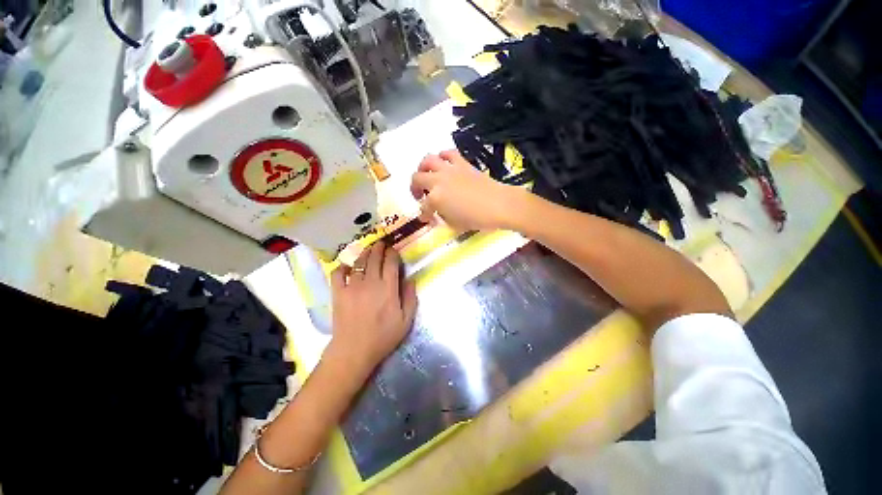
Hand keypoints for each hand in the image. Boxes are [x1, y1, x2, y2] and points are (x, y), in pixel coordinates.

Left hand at [324, 243, 417, 379]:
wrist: (354, 351)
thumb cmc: (383, 336)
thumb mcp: (406, 320)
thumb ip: (410, 298)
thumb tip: (410, 279)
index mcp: (388, 288)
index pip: (391, 262)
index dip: (392, 253)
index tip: (393, 250)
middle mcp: (370, 282)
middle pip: (374, 258)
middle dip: (379, 248)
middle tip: (381, 244)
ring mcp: (352, 286)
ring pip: (359, 262)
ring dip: (365, 253)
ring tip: (368, 249)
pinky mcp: (338, 292)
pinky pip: (337, 273)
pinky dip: (342, 267)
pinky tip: (347, 266)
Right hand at [410, 150, 523, 231]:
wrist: (500, 205)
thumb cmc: (477, 218)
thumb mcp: (455, 224)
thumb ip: (442, 216)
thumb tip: (438, 212)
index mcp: (436, 198)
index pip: (423, 207)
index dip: (424, 215)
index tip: (427, 219)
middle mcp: (439, 181)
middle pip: (417, 179)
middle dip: (414, 189)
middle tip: (420, 196)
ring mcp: (450, 169)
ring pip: (428, 160)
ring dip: (423, 168)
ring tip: (427, 176)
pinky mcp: (462, 163)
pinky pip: (448, 153)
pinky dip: (443, 157)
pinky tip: (444, 164)